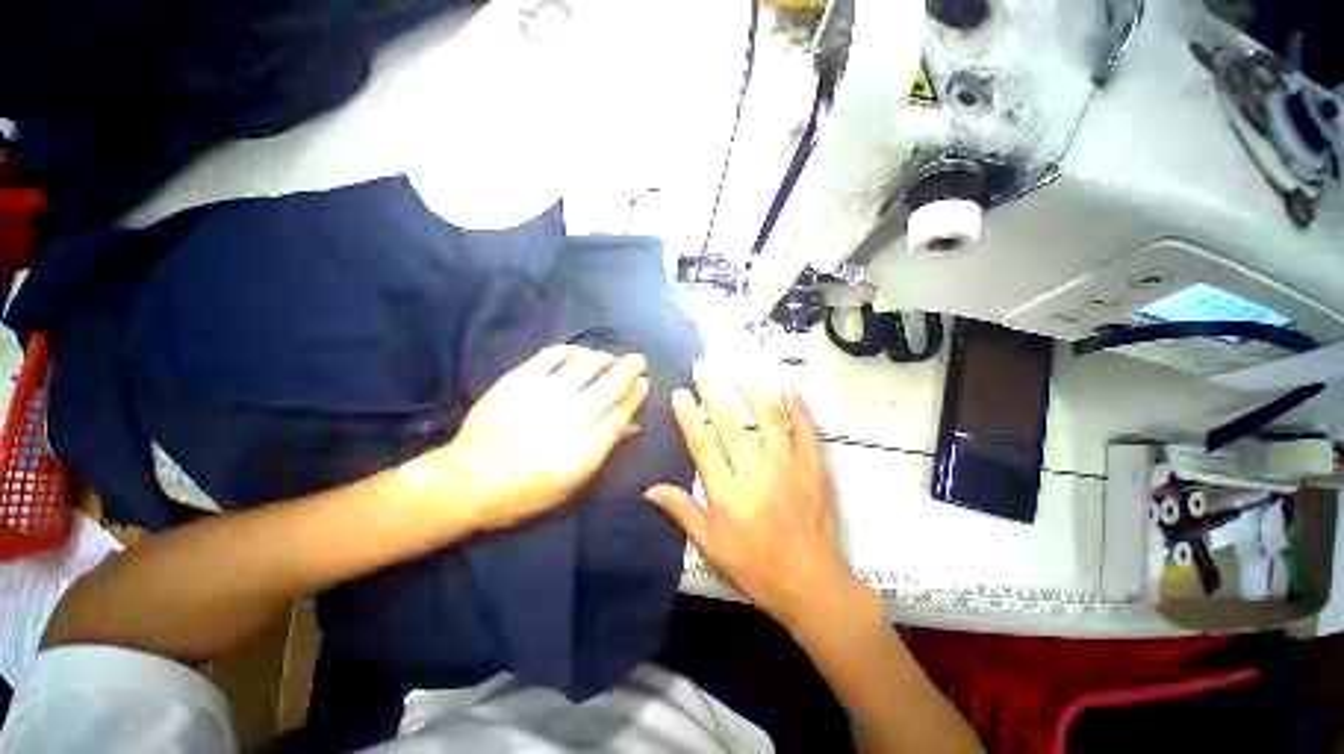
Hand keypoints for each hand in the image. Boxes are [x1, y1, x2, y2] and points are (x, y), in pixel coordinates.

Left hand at [403, 345, 647, 530]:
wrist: (466, 482)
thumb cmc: (525, 492)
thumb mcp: (572, 484)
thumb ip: (604, 450)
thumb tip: (632, 424)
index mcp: (584, 451)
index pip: (621, 413)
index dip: (636, 395)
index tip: (644, 383)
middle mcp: (569, 420)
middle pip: (610, 385)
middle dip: (630, 369)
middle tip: (638, 360)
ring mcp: (543, 397)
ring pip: (586, 366)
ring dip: (605, 358)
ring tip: (611, 359)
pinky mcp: (519, 381)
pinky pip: (553, 355)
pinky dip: (572, 351)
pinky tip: (580, 354)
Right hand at [645, 360, 859, 625]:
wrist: (811, 584)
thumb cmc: (755, 567)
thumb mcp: (711, 546)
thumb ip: (682, 511)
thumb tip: (649, 489)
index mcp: (727, 492)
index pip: (701, 444)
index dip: (688, 416)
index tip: (680, 393)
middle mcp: (755, 472)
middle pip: (730, 422)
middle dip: (714, 391)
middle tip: (704, 367)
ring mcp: (787, 466)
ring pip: (768, 418)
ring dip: (754, 391)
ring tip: (742, 371)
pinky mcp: (814, 468)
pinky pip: (806, 430)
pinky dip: (798, 408)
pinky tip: (789, 391)